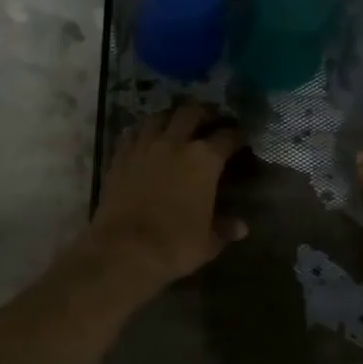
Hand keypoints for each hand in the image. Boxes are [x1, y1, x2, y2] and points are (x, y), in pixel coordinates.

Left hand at [85, 102, 247, 288]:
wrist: (124, 250)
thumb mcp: (208, 241)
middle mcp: (175, 143)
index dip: (237, 136)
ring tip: (176, 123)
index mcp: (204, 159)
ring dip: (171, 116)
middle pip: (192, 112)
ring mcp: (144, 146)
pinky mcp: (120, 156)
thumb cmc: (175, 245)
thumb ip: (225, 229)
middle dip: (204, 113)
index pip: (227, 136)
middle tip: (210, 120)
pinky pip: (132, 132)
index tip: (240, 139)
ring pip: (159, 116)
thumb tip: (242, 227)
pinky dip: (142, 130)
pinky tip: (145, 137)